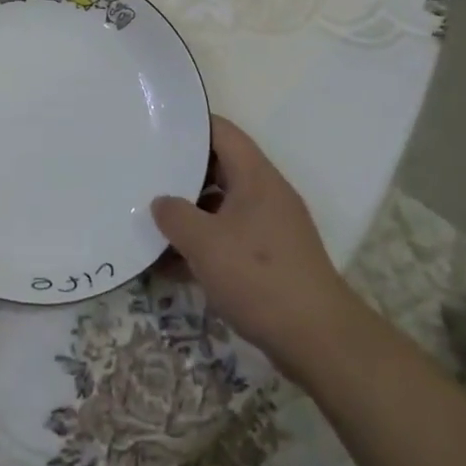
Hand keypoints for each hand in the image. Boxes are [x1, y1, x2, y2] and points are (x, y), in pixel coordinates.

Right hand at [151, 115, 356, 375]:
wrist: (318, 340)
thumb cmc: (259, 276)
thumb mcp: (204, 242)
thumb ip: (175, 215)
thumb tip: (161, 203)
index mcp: (256, 176)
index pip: (221, 132)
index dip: (189, 126)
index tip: (156, 129)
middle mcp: (266, 194)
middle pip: (220, 168)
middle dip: (182, 173)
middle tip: (146, 175)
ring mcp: (270, 228)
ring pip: (222, 207)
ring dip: (190, 215)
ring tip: (152, 222)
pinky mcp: (271, 260)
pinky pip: (230, 239)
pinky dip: (204, 245)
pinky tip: (172, 265)